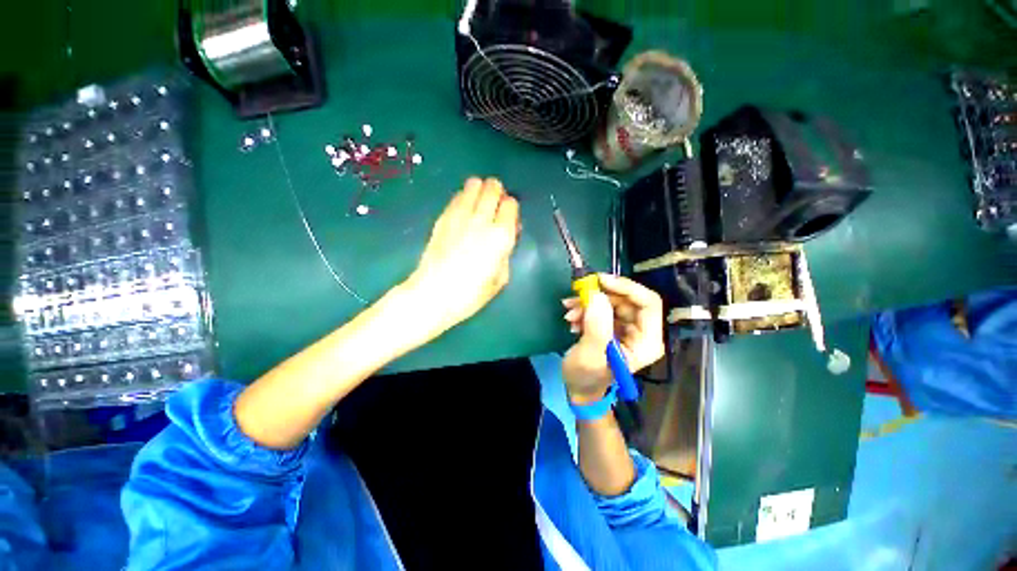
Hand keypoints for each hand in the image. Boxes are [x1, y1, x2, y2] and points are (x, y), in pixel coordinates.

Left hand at [402, 177, 519, 342]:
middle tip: (495, 204)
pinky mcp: (443, 217)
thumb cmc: (471, 293)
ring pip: (474, 185)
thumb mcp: (500, 278)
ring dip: (480, 189)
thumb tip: (507, 235)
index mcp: (501, 236)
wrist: (433, 294)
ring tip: (479, 202)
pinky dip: (464, 197)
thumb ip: (507, 253)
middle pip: (493, 188)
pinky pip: (457, 196)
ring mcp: (460, 215)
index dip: (511, 208)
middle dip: (497, 192)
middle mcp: (482, 220)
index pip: (511, 204)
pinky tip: (464, 209)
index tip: (508, 218)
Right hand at [561, 274, 664, 403]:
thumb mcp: (590, 353)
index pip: (649, 303)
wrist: (579, 389)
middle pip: (627, 300)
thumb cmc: (587, 377)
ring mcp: (627, 329)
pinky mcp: (613, 327)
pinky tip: (572, 319)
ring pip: (612, 302)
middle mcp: (641, 332)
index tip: (600, 280)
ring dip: (589, 303)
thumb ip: (597, 325)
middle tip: (577, 296)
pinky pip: (602, 308)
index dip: (627, 287)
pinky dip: (586, 309)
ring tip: (569, 313)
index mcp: (646, 341)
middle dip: (600, 296)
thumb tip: (597, 294)